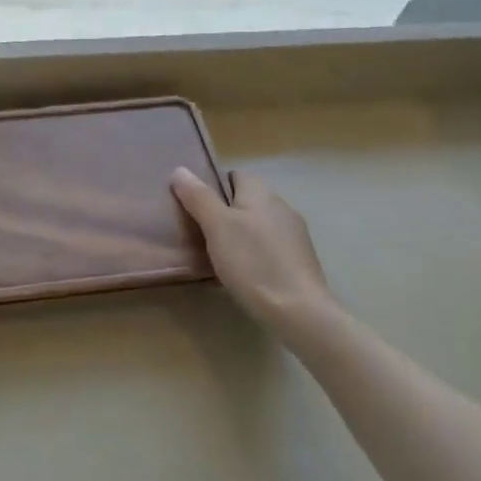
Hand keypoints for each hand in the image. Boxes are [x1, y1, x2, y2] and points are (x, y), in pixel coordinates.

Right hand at [170, 167, 334, 334]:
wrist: (298, 311)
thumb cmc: (252, 262)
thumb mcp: (216, 226)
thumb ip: (198, 197)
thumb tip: (180, 170)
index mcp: (261, 192)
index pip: (234, 175)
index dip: (213, 187)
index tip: (195, 207)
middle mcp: (281, 206)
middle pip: (246, 200)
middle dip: (224, 212)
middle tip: (200, 232)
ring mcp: (294, 235)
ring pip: (257, 225)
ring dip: (240, 234)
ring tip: (218, 255)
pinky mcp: (300, 260)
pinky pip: (269, 247)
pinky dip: (255, 254)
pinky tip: (244, 273)